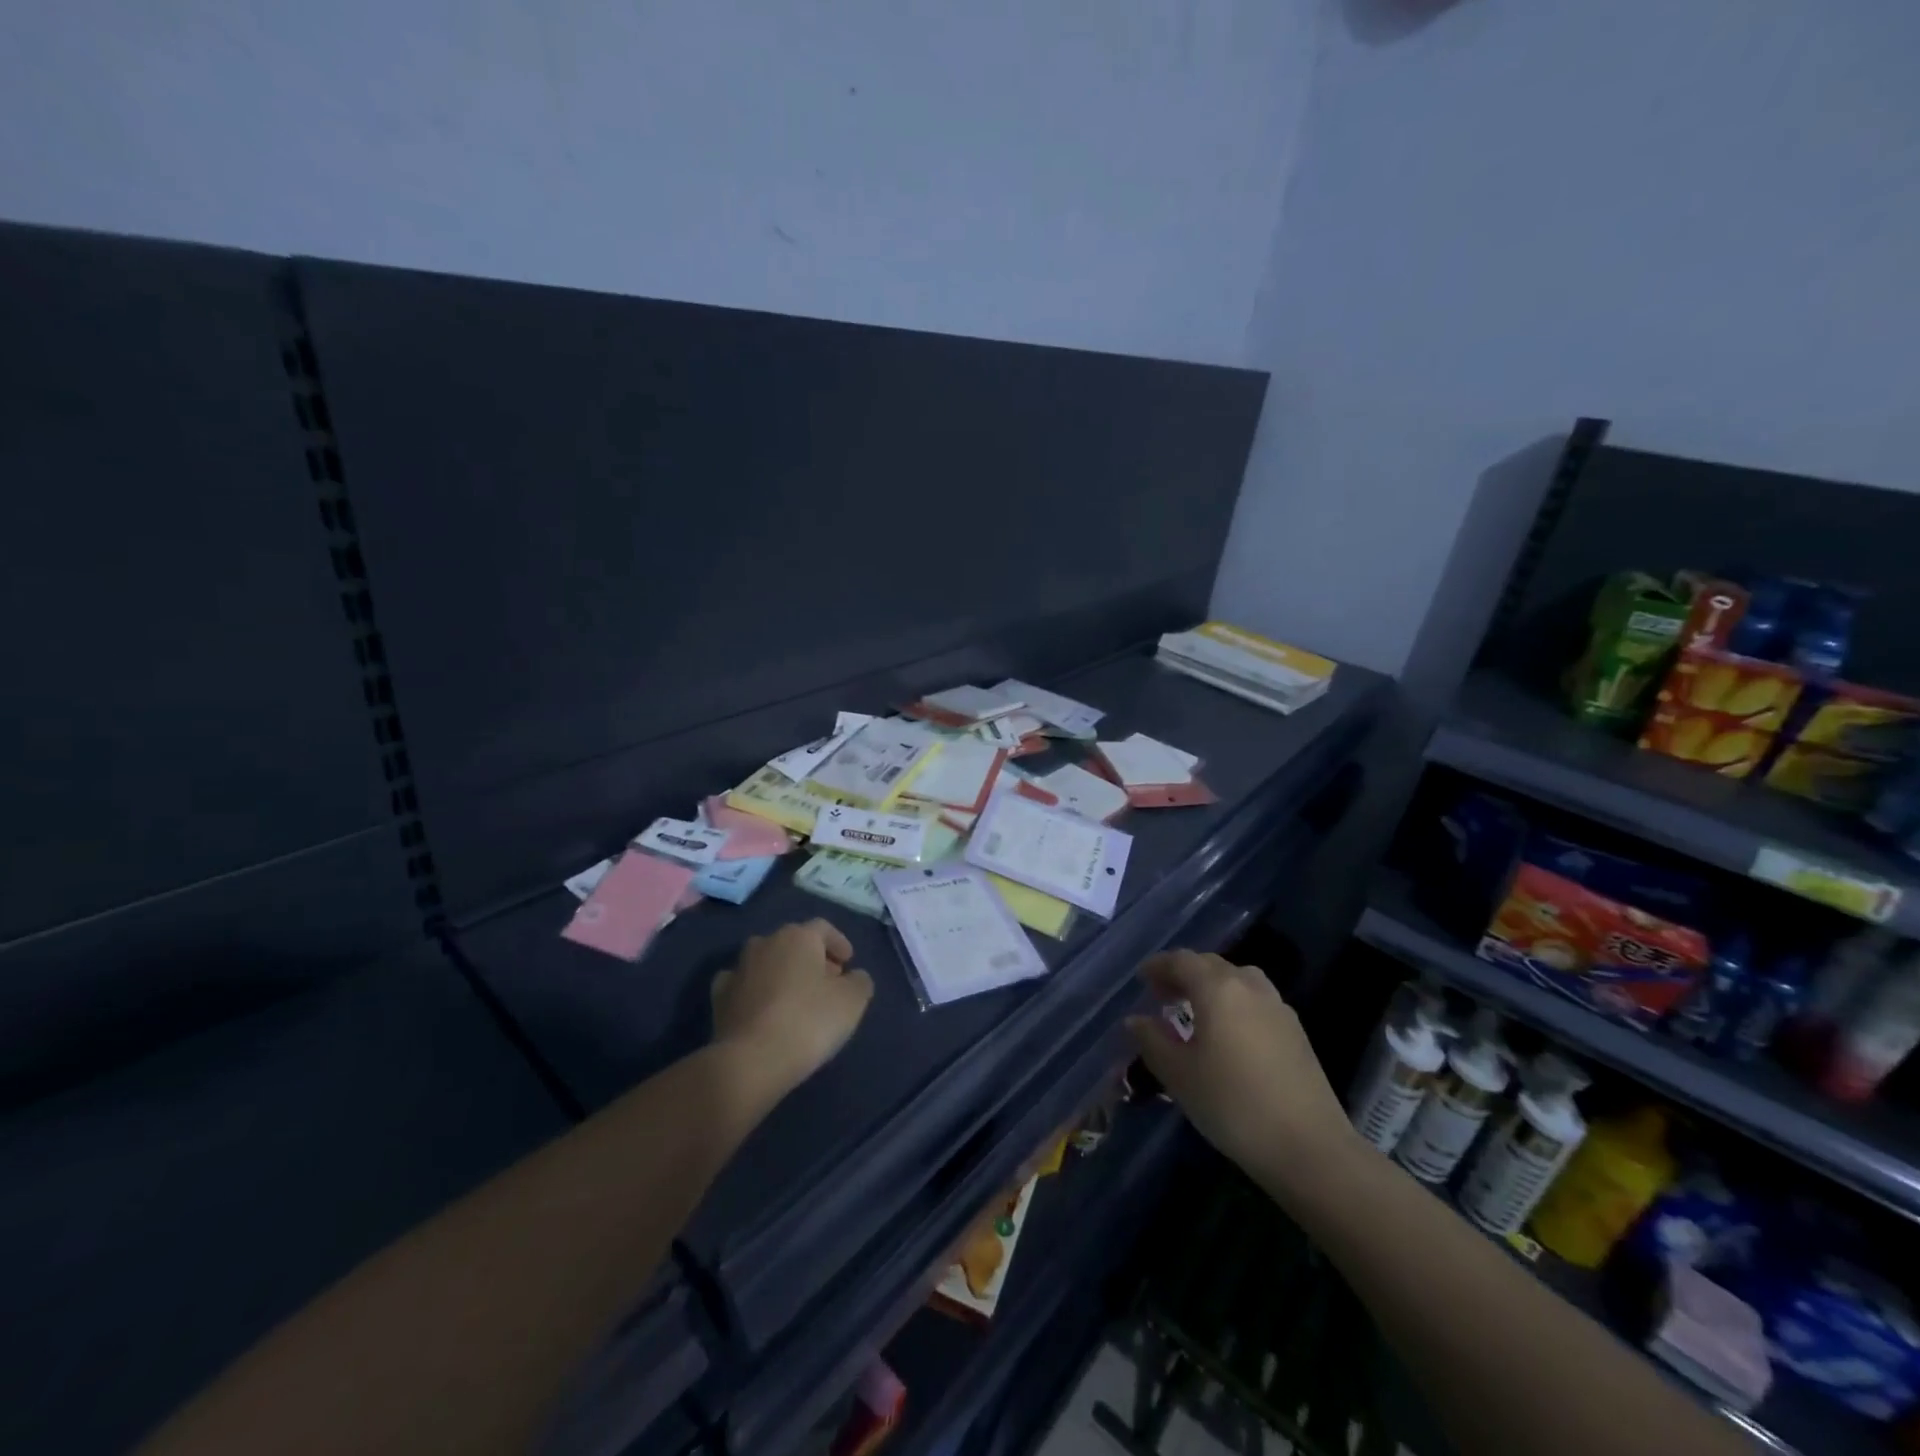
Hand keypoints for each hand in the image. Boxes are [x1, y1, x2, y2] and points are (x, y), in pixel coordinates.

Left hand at [712, 919, 873, 1100]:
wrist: (751, 1061)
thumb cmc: (809, 1021)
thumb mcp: (852, 1001)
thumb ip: (859, 981)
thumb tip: (854, 976)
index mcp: (798, 936)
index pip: (823, 928)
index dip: (839, 943)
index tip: (849, 963)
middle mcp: (766, 943)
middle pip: (794, 942)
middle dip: (812, 958)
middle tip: (828, 982)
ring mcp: (738, 968)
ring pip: (767, 961)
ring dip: (783, 973)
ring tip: (796, 998)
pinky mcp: (719, 997)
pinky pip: (743, 984)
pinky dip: (755, 990)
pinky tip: (763, 1008)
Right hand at [1127, 950, 1357, 1192]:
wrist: (1309, 1148)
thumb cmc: (1232, 1105)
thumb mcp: (1179, 1075)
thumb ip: (1152, 1041)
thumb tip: (1136, 1021)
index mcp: (1218, 989)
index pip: (1182, 961)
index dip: (1159, 966)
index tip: (1142, 979)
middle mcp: (1249, 986)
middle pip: (1211, 965)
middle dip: (1184, 974)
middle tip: (1163, 996)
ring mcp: (1278, 1008)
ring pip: (1238, 980)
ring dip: (1212, 986)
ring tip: (1196, 1012)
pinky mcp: (1296, 1032)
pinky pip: (1256, 1001)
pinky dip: (1234, 1003)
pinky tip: (1229, 1035)